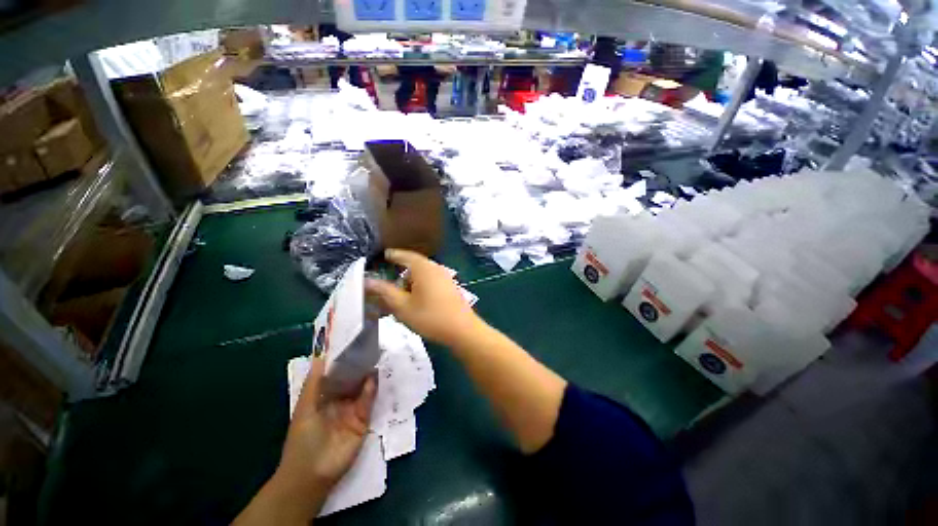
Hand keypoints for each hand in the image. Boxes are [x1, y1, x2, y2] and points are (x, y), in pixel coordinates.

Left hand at [277, 357, 376, 509]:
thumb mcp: (304, 408)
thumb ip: (314, 383)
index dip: (342, 360)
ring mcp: (352, 410)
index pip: (336, 374)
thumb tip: (320, 356)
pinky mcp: (363, 420)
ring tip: (375, 356)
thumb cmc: (302, 439)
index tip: (351, 343)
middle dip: (359, 365)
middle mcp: (339, 400)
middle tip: (369, 346)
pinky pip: (368, 402)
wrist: (311, 474)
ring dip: (368, 375)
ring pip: (362, 388)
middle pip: (351, 379)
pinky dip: (371, 390)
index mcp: (323, 396)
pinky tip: (373, 378)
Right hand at [365, 249, 481, 346]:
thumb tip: (367, 280)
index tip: (383, 256)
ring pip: (422, 276)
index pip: (404, 255)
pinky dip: (420, 288)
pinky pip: (430, 282)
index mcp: (423, 267)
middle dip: (400, 277)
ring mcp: (444, 277)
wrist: (462, 329)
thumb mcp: (402, 306)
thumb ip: (384, 291)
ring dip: (410, 285)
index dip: (392, 255)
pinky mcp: (449, 287)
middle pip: (413, 266)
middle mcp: (435, 268)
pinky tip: (416, 304)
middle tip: (389, 290)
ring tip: (402, 302)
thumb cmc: (430, 316)